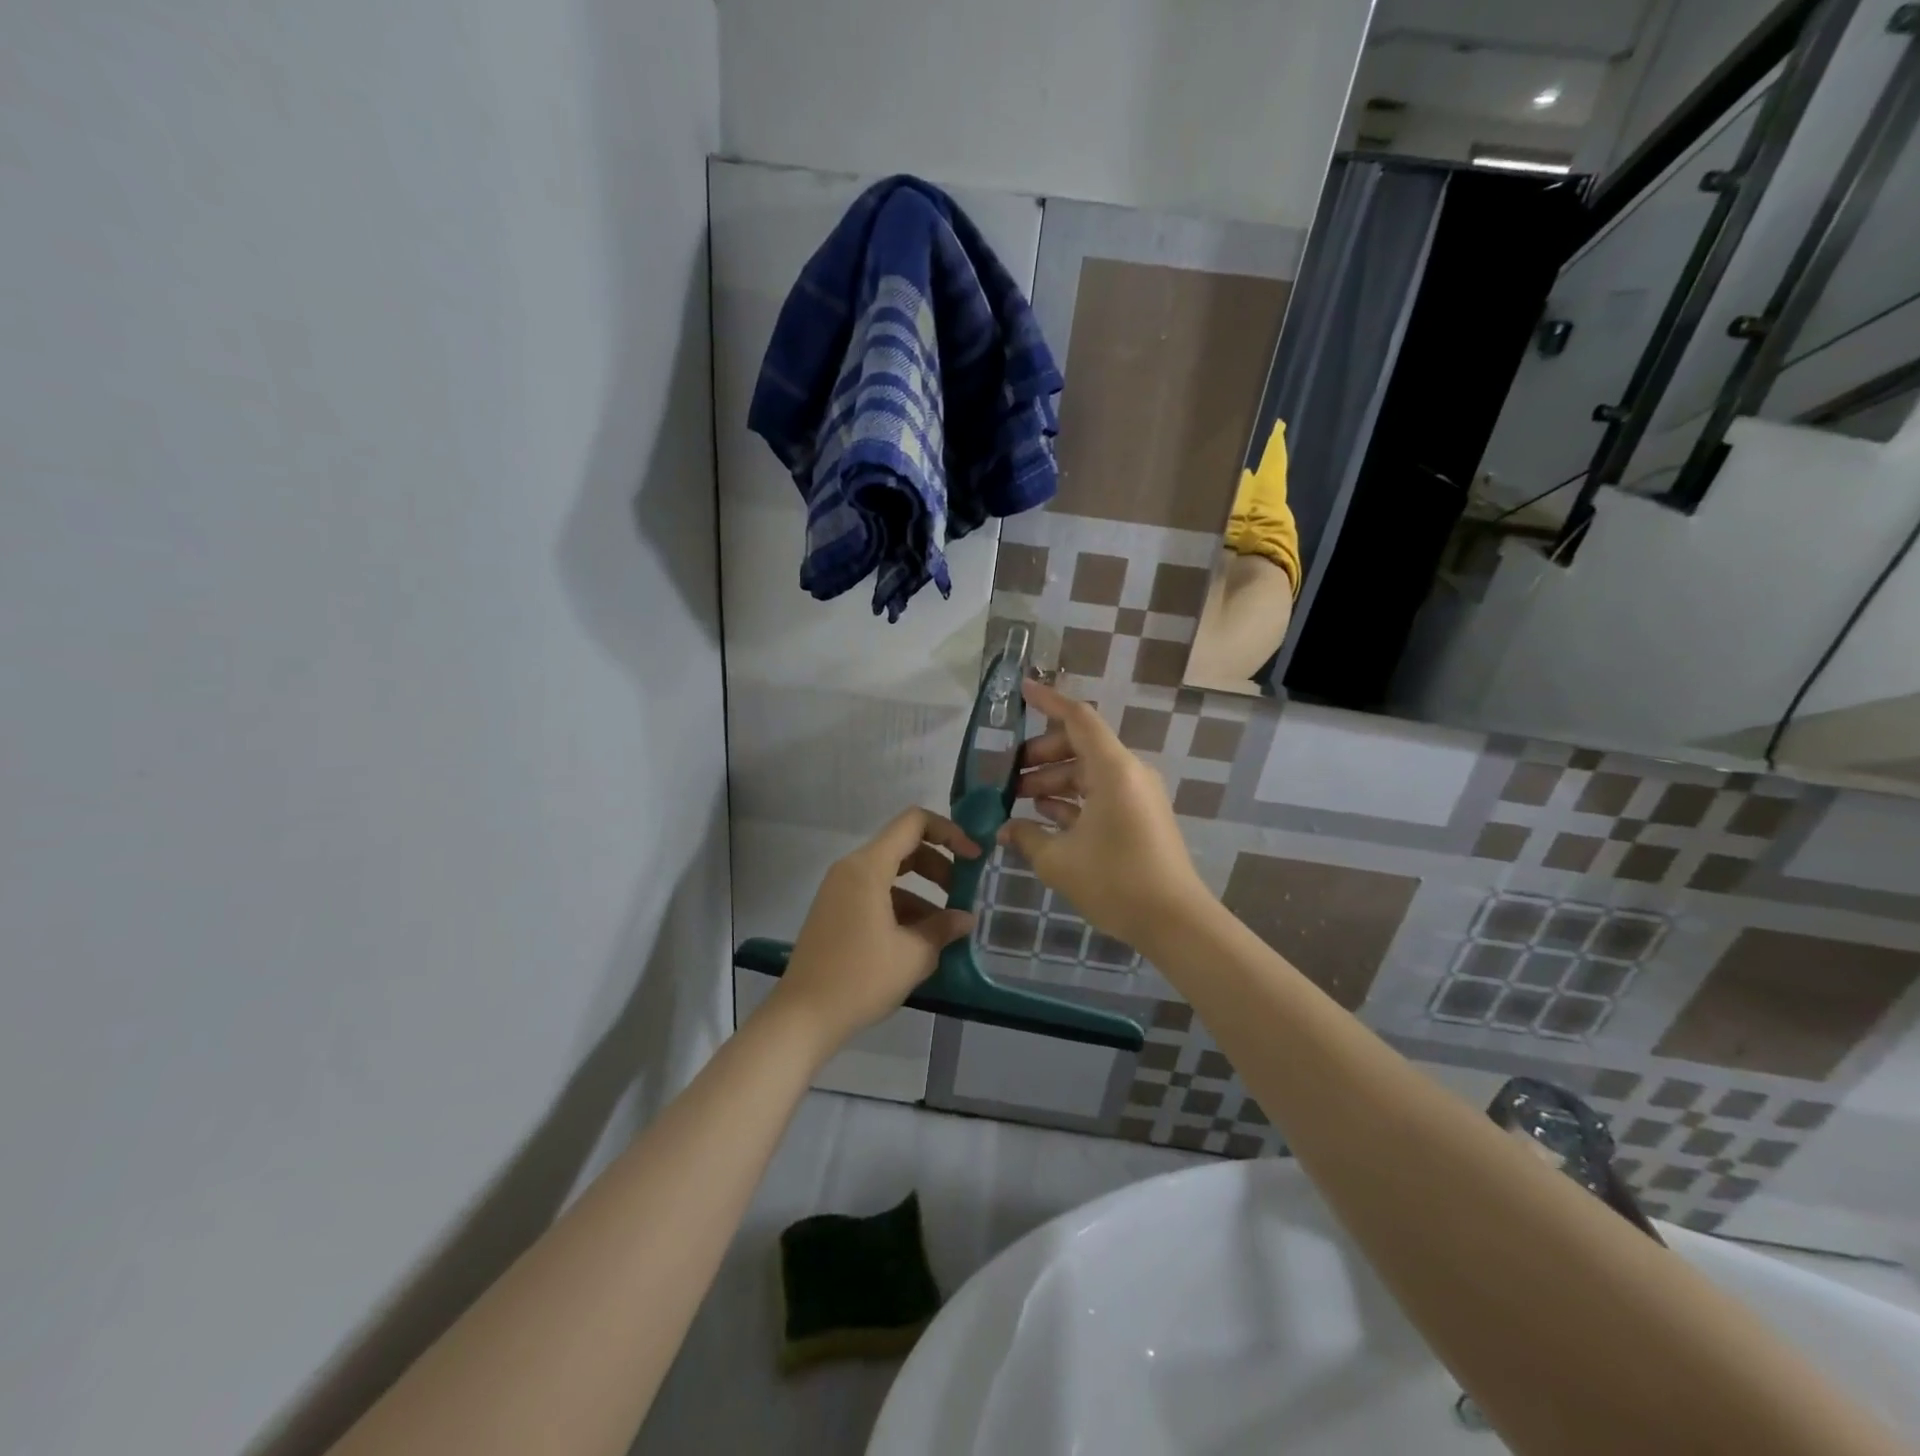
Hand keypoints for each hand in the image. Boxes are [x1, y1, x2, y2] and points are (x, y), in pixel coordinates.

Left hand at [772, 807, 980, 1050]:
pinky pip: (875, 894)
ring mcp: (839, 891)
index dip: (949, 832)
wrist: (803, 1017)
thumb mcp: (913, 955)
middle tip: (963, 894)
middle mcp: (850, 869)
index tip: (973, 858)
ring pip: (890, 874)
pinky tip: (919, 941)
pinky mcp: (835, 912)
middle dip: (939, 866)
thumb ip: (943, 929)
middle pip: (903, 847)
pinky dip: (901, 907)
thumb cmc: (860, 979)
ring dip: (922, 892)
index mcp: (868, 867)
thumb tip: (966, 918)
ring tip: (946, 928)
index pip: (914, 823)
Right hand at [1003, 679, 1208, 952]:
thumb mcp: (1058, 860)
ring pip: (1088, 772)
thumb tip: (1003, 829)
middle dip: (1040, 755)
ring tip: (1018, 800)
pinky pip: (1100, 794)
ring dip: (1053, 780)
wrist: (1174, 921)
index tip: (1020, 690)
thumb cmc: (1115, 881)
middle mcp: (1128, 773)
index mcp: (1113, 769)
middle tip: (1007, 775)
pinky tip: (1045, 817)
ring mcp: (1137, 794)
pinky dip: (1072, 799)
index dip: (1048, 701)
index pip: (1078, 718)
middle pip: (1079, 745)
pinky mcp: (1139, 816)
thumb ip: (1026, 837)